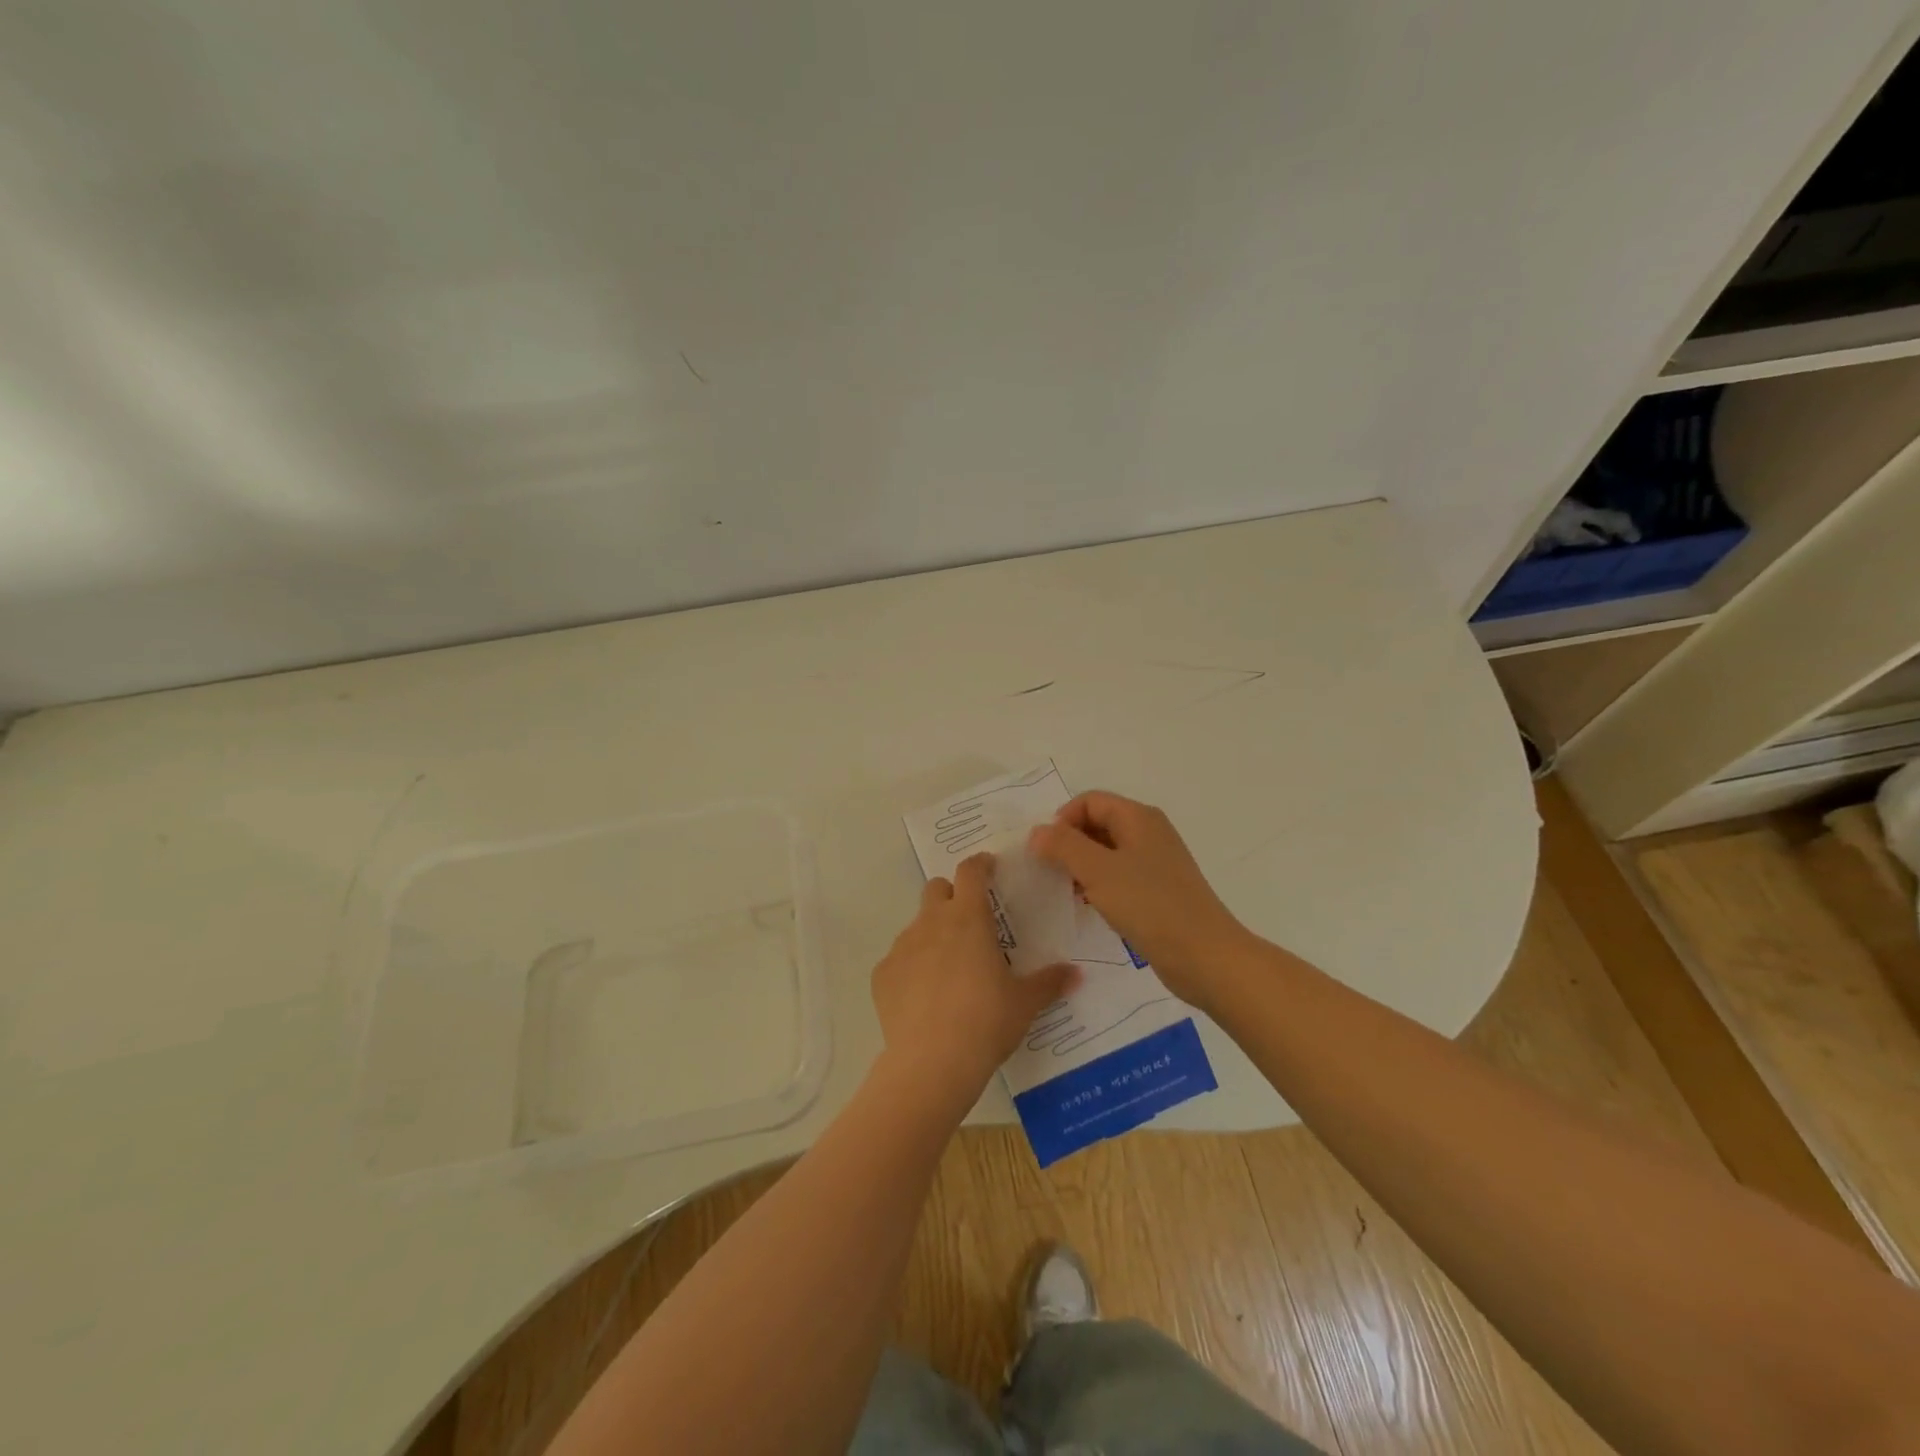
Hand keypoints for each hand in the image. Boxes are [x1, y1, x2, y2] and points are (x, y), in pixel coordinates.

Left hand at [871, 854, 1077, 1112]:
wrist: (931, 1062)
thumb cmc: (986, 1022)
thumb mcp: (1025, 1003)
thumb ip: (1049, 982)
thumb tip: (1076, 973)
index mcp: (969, 918)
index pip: (971, 871)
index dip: (980, 864)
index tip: (989, 868)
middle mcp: (932, 922)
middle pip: (936, 888)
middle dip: (951, 895)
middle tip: (970, 921)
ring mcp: (902, 946)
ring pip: (917, 925)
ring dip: (932, 935)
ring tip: (949, 970)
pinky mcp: (882, 974)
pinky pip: (899, 960)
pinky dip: (911, 969)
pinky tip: (924, 998)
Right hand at [1028, 791, 1251, 1008]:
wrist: (1204, 956)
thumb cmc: (1149, 905)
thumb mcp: (1098, 871)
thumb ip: (1063, 846)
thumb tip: (1037, 831)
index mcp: (1138, 817)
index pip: (1089, 801)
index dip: (1062, 820)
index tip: (1045, 852)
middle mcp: (1149, 832)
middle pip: (1098, 823)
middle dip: (1069, 843)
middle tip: (1051, 873)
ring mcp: (1156, 862)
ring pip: (1107, 852)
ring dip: (1082, 866)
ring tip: (1067, 892)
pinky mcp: (1158, 890)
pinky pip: (1120, 876)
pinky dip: (1100, 885)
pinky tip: (1090, 906)